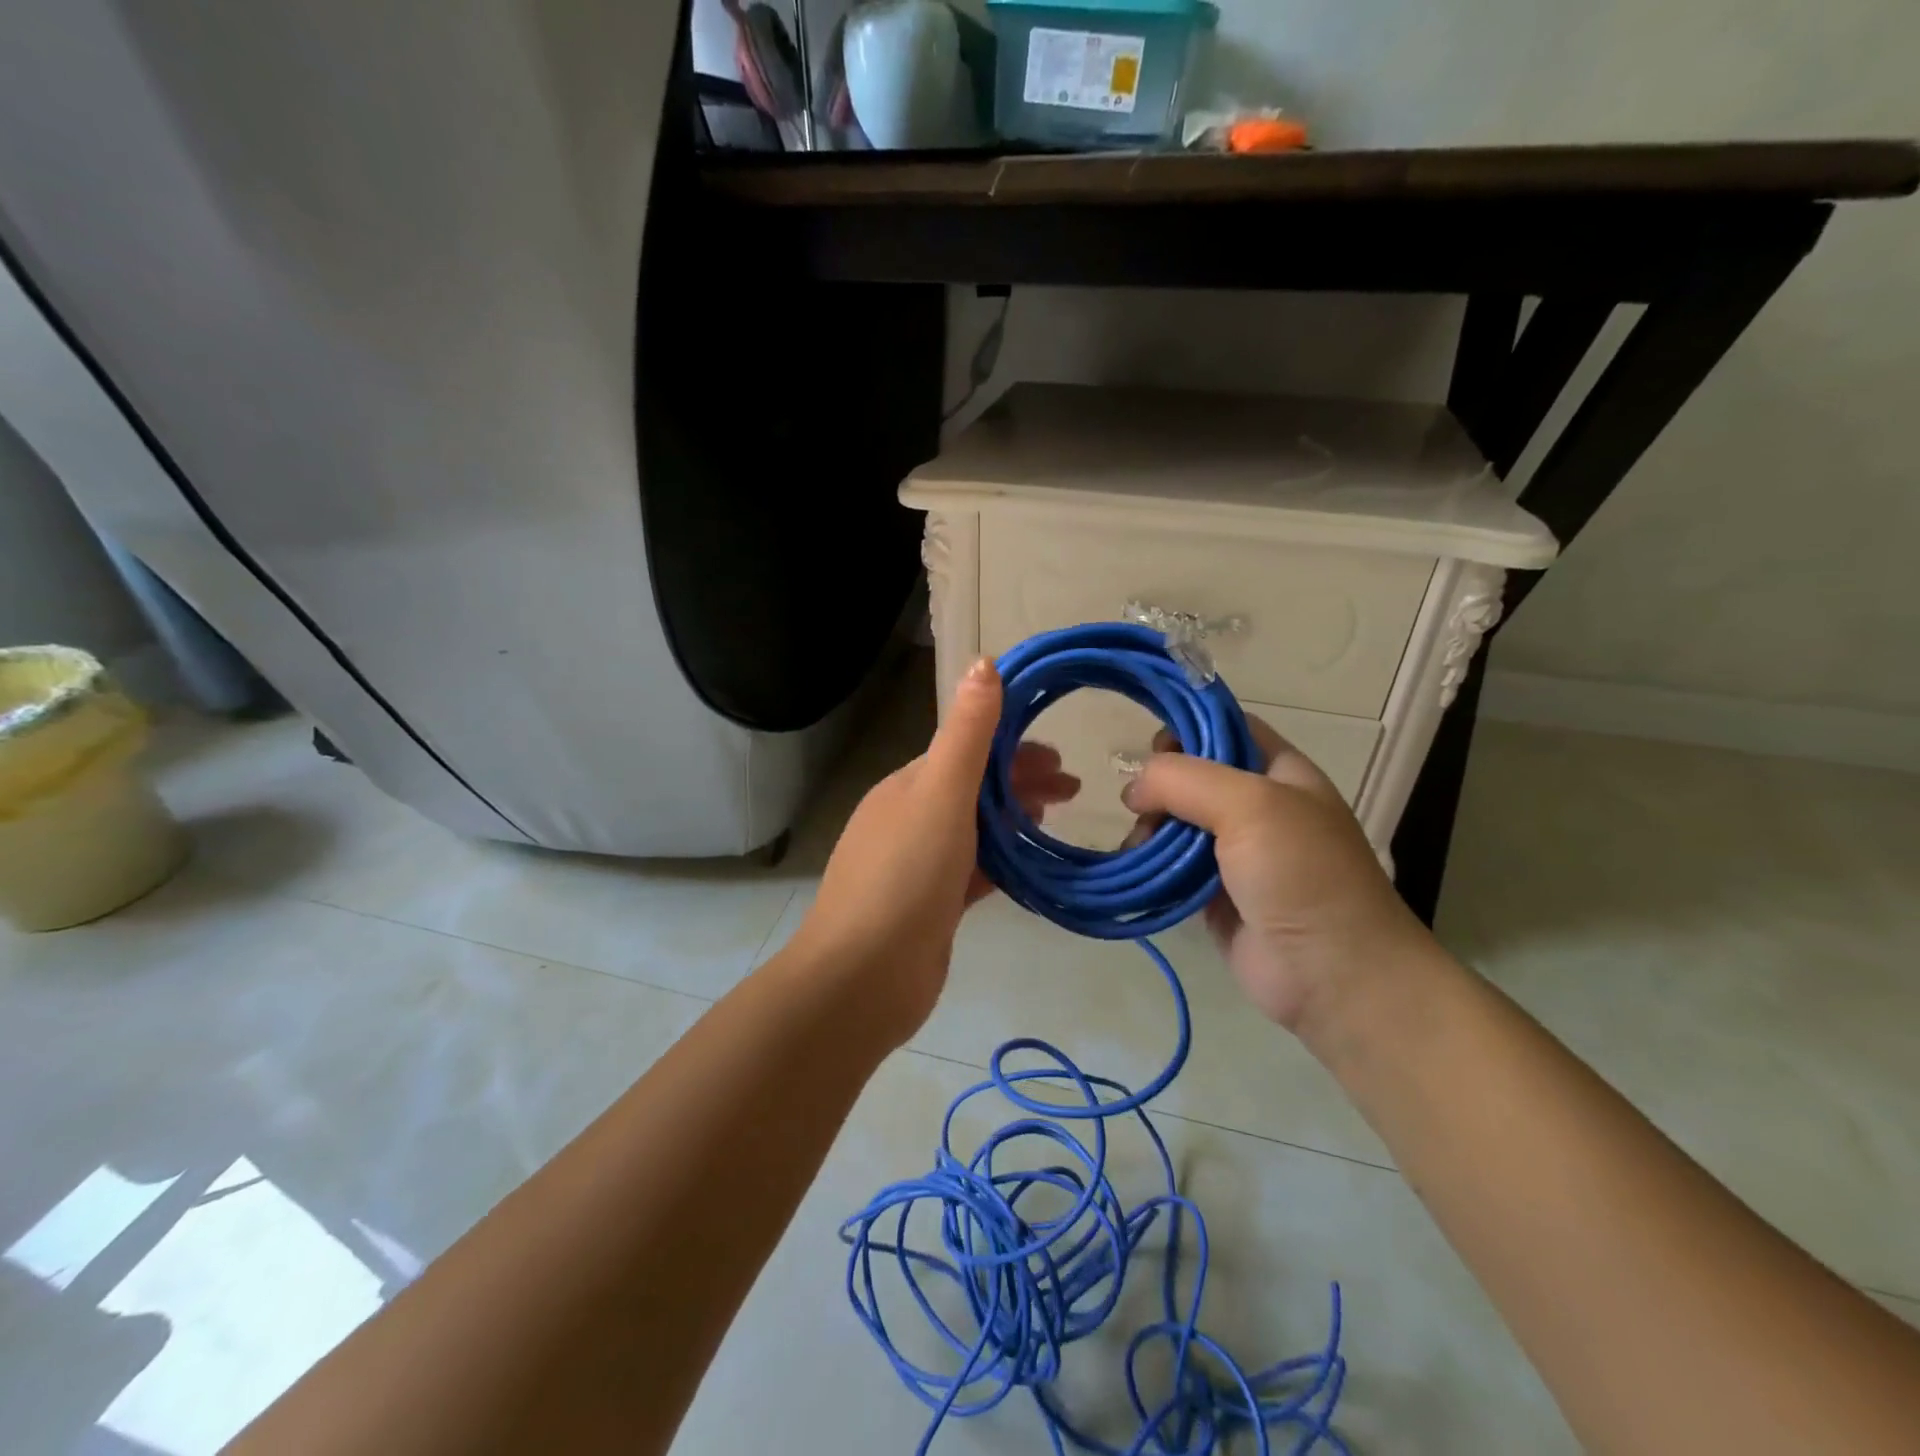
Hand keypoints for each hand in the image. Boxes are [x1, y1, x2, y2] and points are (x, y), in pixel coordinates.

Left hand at [791, 658, 1078, 1044]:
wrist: (863, 977)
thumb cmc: (904, 876)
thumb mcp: (940, 794)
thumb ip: (967, 734)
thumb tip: (984, 662)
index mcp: (907, 786)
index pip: (966, 751)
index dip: (1012, 747)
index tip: (1059, 756)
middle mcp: (909, 819)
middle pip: (973, 789)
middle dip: (1020, 782)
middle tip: (1072, 791)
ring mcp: (918, 865)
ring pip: (974, 829)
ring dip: (1012, 820)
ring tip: (1054, 822)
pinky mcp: (930, 906)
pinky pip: (973, 871)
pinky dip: (1001, 861)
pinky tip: (1030, 867)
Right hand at [1122, 716, 1428, 1033]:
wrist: (1334, 975)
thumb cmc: (1302, 874)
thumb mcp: (1251, 805)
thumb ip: (1185, 779)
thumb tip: (1135, 788)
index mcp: (1279, 771)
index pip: (1225, 727)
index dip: (1187, 727)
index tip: (1151, 749)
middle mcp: (1256, 805)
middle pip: (1191, 775)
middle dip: (1159, 786)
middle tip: (1141, 807)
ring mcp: (1234, 851)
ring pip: (1175, 821)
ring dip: (1149, 828)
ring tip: (1140, 846)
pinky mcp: (1213, 892)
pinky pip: (1170, 865)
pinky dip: (1149, 863)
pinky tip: (1136, 867)